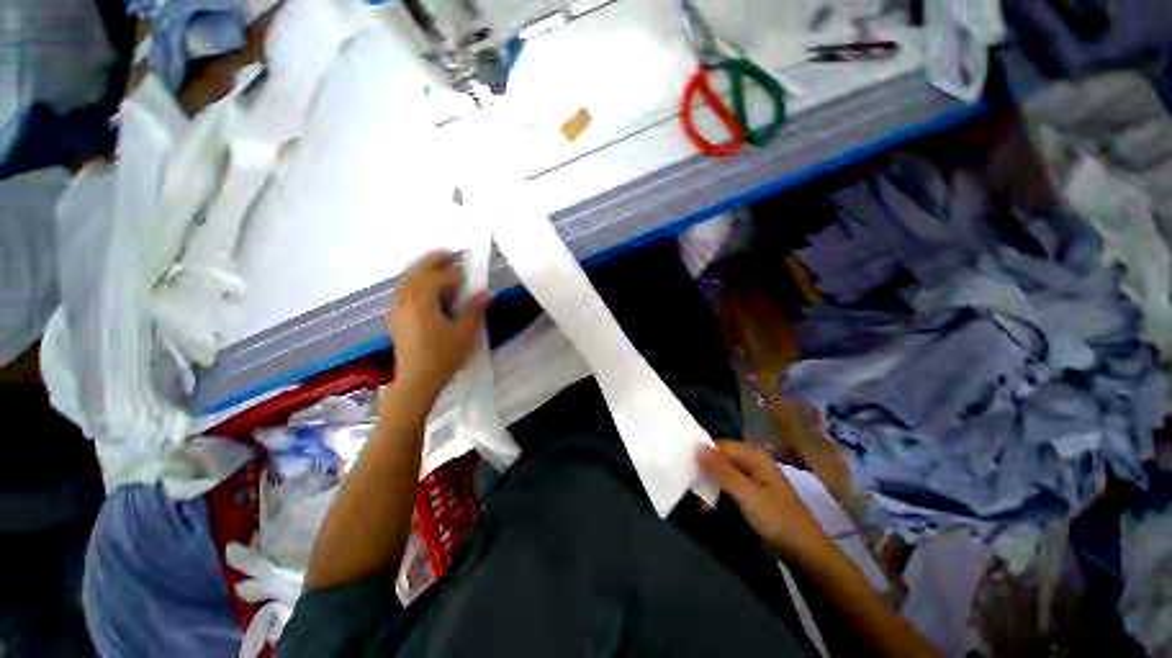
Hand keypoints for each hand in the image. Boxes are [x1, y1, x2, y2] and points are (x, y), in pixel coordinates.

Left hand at [388, 251, 491, 397]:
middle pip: (416, 272)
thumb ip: (474, 310)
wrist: (417, 381)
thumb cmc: (443, 357)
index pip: (439, 279)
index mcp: (422, 303)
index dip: (456, 275)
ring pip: (406, 280)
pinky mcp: (396, 318)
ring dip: (420, 269)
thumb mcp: (464, 334)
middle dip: (432, 260)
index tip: (471, 276)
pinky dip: (413, 281)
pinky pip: (403, 290)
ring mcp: (397, 309)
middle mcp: (405, 301)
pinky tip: (424, 287)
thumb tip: (487, 293)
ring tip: (436, 264)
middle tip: (448, 252)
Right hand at [698, 440, 834, 563]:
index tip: (682, 461)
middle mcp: (752, 466)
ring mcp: (751, 483)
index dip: (703, 451)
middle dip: (703, 469)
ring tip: (694, 498)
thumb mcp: (747, 494)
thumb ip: (721, 470)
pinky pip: (727, 490)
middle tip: (685, 481)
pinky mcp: (749, 500)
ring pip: (722, 475)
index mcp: (755, 458)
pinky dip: (715, 495)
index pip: (721, 446)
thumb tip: (696, 446)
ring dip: (708, 485)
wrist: (805, 556)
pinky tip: (705, 506)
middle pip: (721, 459)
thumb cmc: (777, 520)